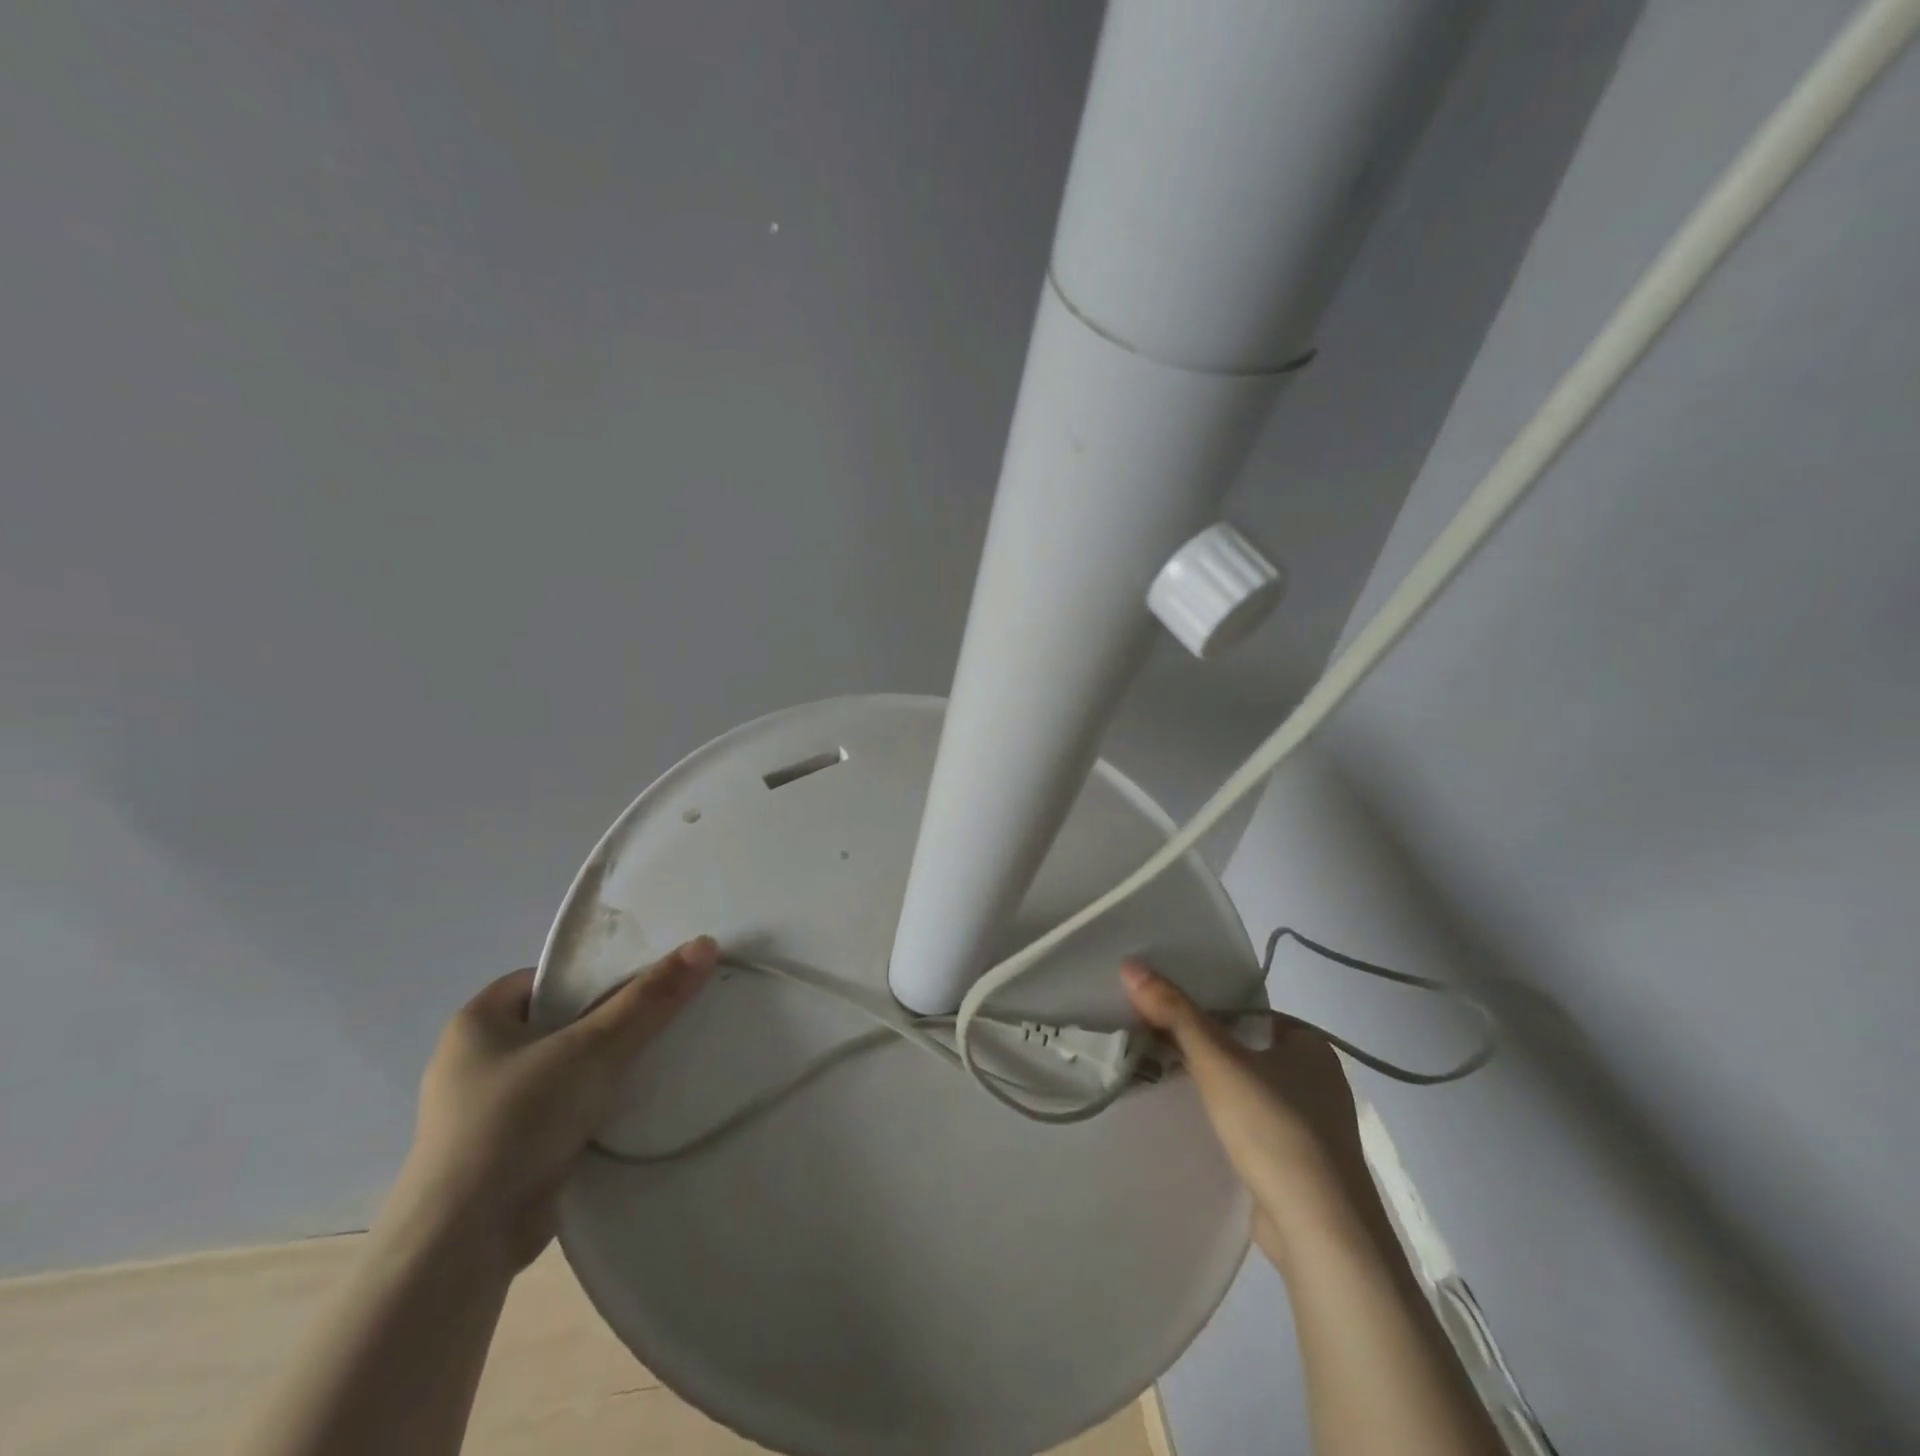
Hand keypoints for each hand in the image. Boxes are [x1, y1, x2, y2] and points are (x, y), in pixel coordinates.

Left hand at [384, 936, 718, 1271]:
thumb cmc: (517, 1123)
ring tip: (659, 1057)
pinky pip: (559, 1110)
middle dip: (608, 1021)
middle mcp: (474, 1061)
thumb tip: (704, 944)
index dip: (596, 975)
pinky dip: (592, 1106)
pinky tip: (631, 1106)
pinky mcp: (501, 1153)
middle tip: (662, 1016)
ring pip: (562, 1069)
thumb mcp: (593, 1049)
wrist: (462, 1247)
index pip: (548, 978)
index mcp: (476, 1022)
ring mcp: (485, 1111)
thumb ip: (650, 998)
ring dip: (603, 1067)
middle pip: (560, 1022)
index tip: (645, 982)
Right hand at [1121, 958, 1368, 1262]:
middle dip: (1204, 1049)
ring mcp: (1314, 1124)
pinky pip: (1255, 1125)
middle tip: (1155, 1045)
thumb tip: (1130, 965)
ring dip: (1214, 1087)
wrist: (1320, 1231)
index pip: (1246, 1012)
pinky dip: (1228, 1120)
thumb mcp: (1217, 1061)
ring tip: (1164, 1079)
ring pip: (1249, 1089)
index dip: (1204, 1010)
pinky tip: (1196, 1124)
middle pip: (1245, 1049)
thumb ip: (1174, 1012)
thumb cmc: (1274, 1128)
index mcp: (1310, 1044)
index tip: (1163, 1015)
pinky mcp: (1302, 1163)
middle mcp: (1319, 1078)